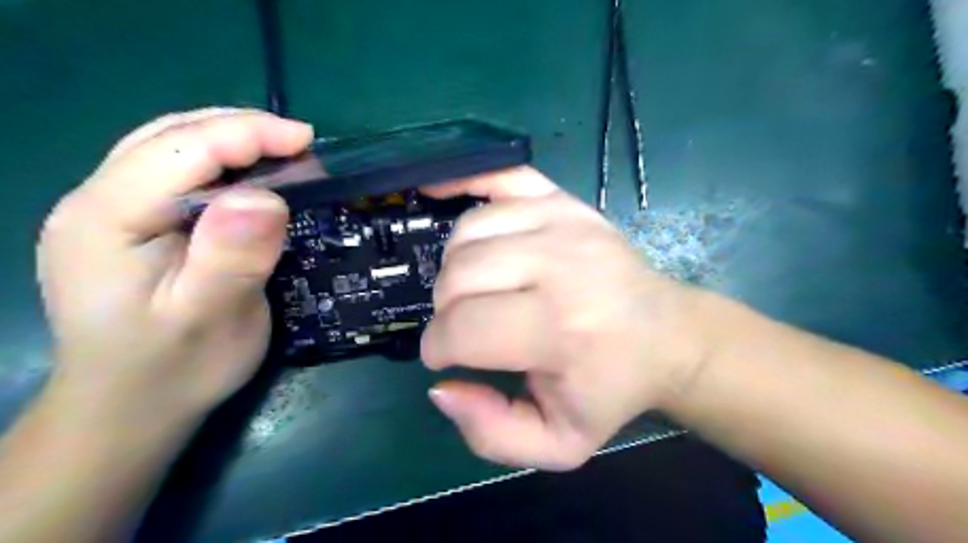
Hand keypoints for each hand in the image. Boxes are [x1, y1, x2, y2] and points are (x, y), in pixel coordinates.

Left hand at [39, 106, 314, 426]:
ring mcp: (109, 212)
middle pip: (170, 137)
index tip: (308, 141)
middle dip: (242, 129)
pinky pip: (178, 174)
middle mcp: (96, 202)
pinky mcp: (132, 225)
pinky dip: (221, 163)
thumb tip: (266, 197)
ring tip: (284, 152)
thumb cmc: (173, 369)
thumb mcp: (210, 319)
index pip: (180, 149)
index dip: (247, 134)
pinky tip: (251, 178)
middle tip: (303, 144)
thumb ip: (232, 257)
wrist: (131, 408)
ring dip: (232, 140)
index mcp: (106, 219)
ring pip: (172, 148)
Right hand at [424, 167, 708, 469]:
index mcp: (560, 330)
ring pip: (467, 232)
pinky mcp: (564, 201)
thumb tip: (442, 388)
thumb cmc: (611, 388)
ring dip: (454, 267)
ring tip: (473, 290)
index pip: (463, 328)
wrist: (668, 335)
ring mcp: (563, 221)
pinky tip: (442, 194)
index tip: (445, 357)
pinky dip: (464, 183)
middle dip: (445, 309)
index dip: (438, 347)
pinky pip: (499, 177)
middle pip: (458, 276)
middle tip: (464, 326)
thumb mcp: (558, 442)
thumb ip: (491, 433)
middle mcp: (559, 265)